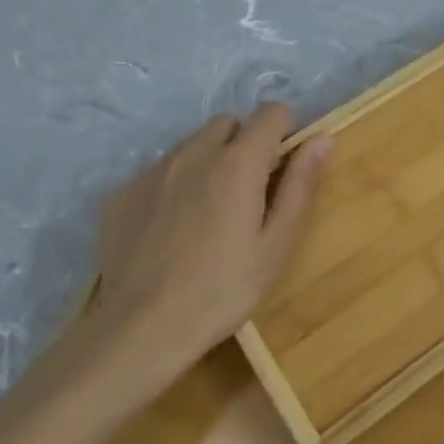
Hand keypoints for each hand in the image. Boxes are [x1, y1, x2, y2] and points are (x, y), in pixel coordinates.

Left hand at [85, 105, 331, 380]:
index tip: (283, 166)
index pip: (271, 112)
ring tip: (208, 213)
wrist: (138, 330)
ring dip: (208, 161)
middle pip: (229, 123)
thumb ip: (300, 185)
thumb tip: (322, 139)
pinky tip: (170, 230)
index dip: (284, 131)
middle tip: (247, 192)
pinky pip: (159, 171)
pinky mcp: (122, 193)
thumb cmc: (222, 291)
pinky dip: (173, 185)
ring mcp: (153, 171)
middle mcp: (193, 153)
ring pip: (192, 145)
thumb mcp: (276, 244)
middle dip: (244, 144)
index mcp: (237, 163)